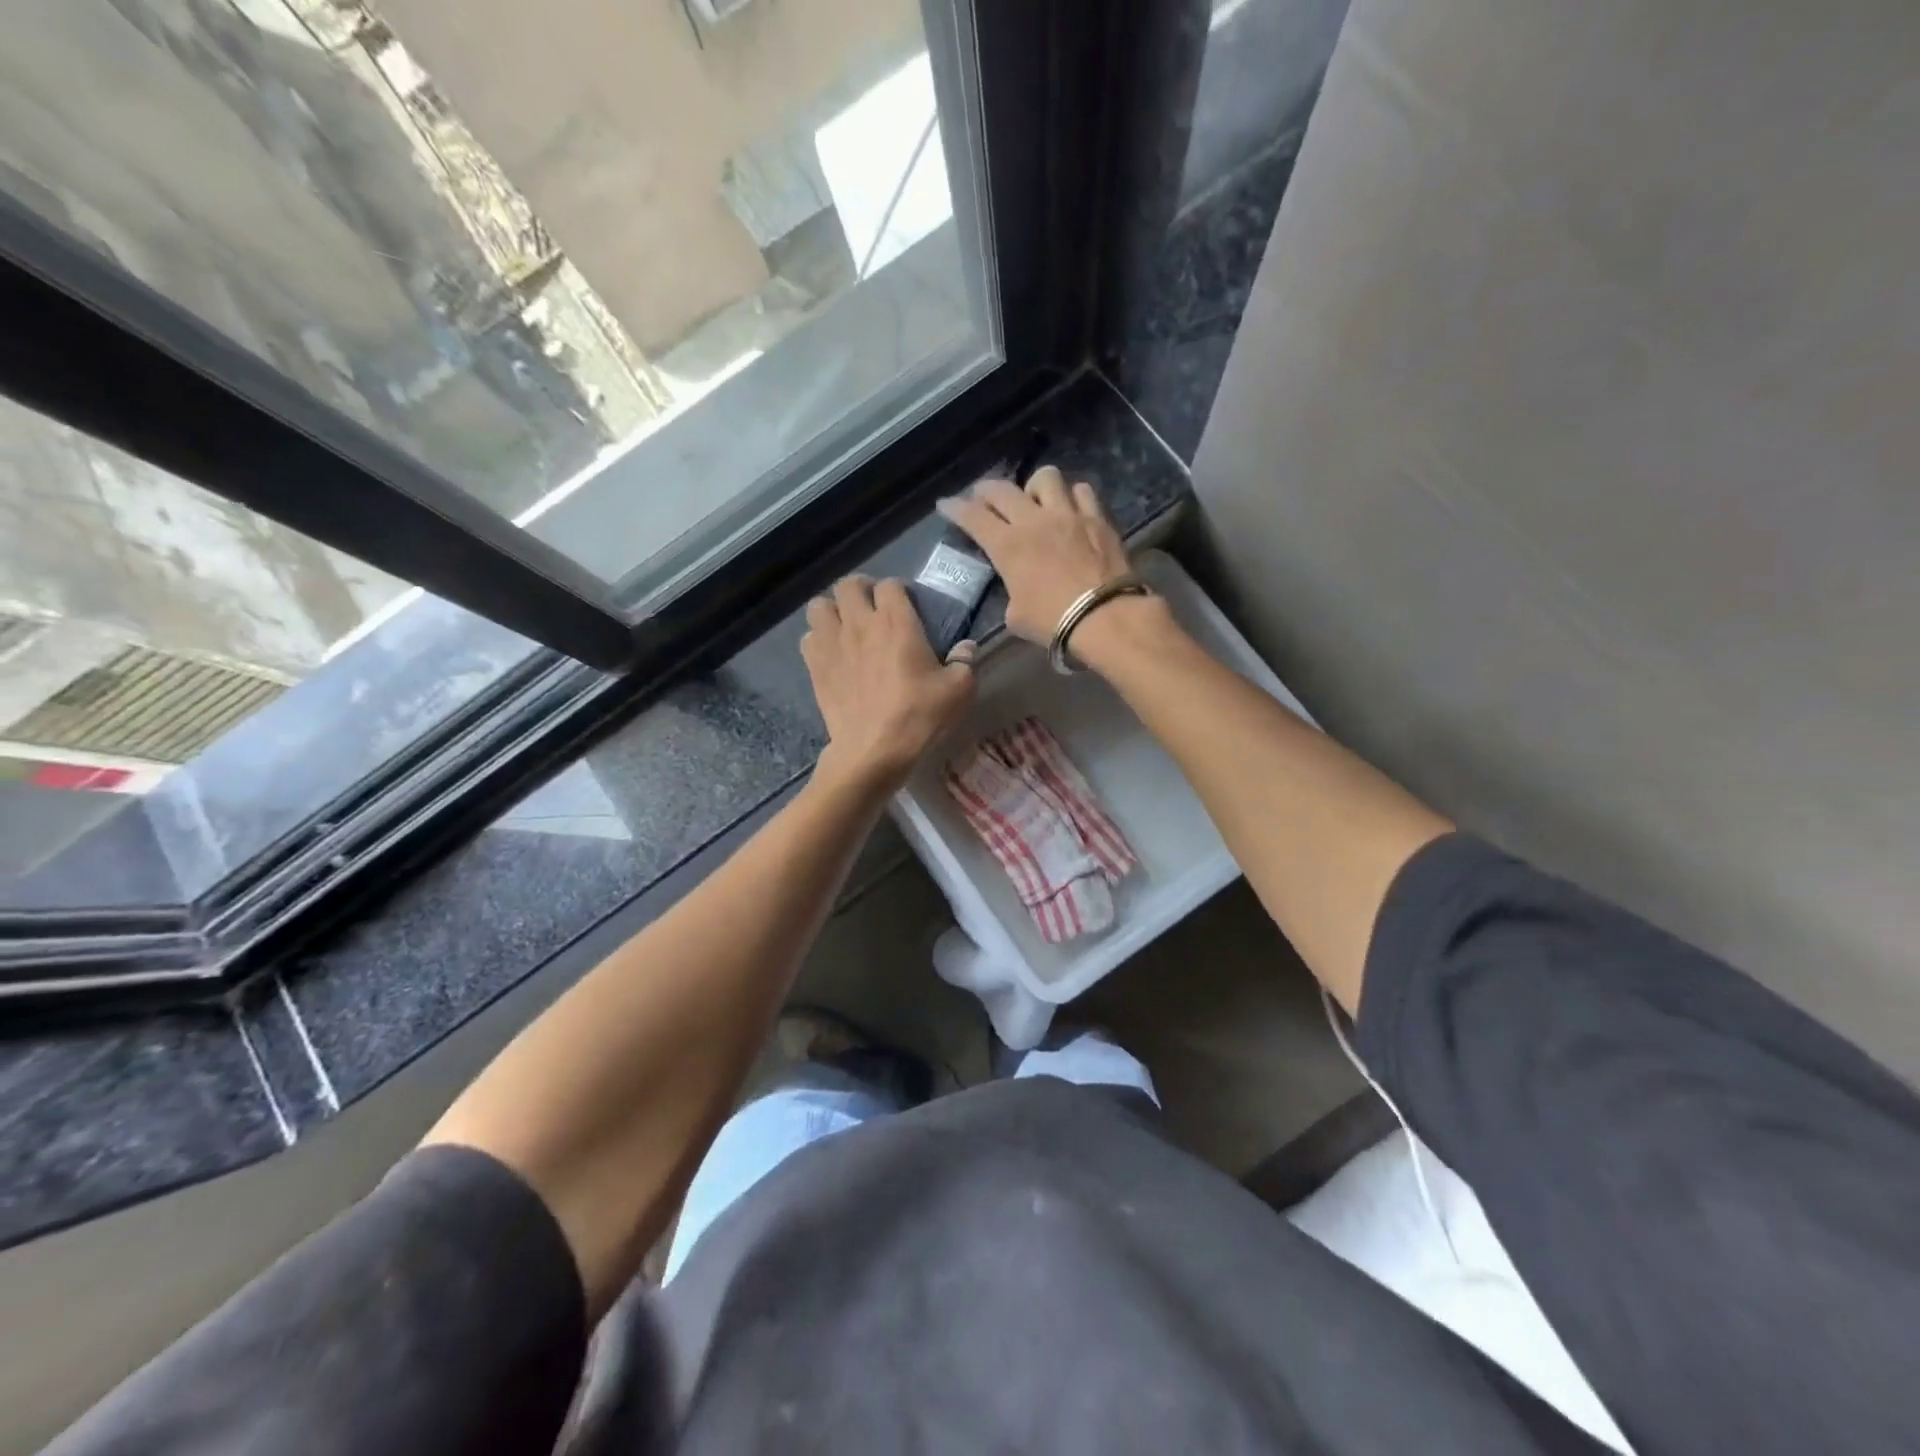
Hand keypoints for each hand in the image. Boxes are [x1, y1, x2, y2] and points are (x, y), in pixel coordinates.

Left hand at [801, 576, 975, 791]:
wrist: (874, 750)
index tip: (906, 605)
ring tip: (845, 625)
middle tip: (872, 608)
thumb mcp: (958, 690)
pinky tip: (832, 653)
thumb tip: (967, 647)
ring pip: (819, 605)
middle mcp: (860, 623)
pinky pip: (808, 637)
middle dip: (861, 590)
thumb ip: (964, 662)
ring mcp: (832, 643)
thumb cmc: (918, 716)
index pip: (890, 585)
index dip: (898, 591)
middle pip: (848, 585)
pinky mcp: (815, 666)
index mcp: (896, 622)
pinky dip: (818, 639)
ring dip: (832, 610)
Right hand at [936, 466, 1131, 644]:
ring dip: (1033, 485)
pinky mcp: (1097, 518)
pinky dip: (1071, 496)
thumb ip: (1011, 595)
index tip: (946, 504)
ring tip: (1034, 498)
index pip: (973, 517)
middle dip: (986, 490)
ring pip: (1046, 477)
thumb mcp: (1016, 616)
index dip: (955, 508)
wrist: (1104, 617)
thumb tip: (1017, 592)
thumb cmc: (1053, 622)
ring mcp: (1068, 515)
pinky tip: (1071, 507)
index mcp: (1007, 546)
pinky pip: (1082, 491)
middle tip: (983, 496)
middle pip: (1003, 490)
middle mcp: (1034, 521)